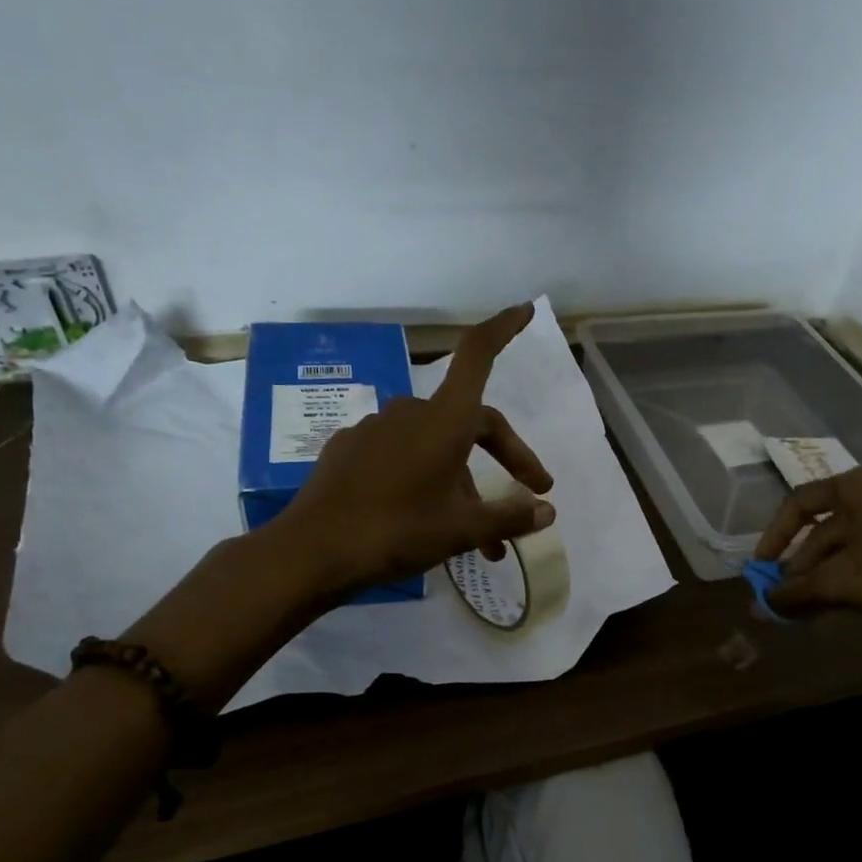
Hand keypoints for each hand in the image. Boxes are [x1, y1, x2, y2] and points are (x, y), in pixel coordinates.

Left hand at [277, 303, 555, 593]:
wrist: (314, 551)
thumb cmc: (398, 531)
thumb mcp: (462, 530)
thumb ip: (509, 517)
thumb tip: (547, 510)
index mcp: (443, 419)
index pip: (478, 355)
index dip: (504, 329)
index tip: (524, 309)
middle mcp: (411, 413)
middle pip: (471, 420)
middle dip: (505, 456)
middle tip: (529, 494)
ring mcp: (375, 429)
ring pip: (436, 447)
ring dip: (463, 482)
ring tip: (478, 537)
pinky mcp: (349, 450)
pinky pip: (400, 458)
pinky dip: (424, 480)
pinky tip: (425, 518)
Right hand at [757, 468, 861, 650]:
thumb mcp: (843, 584)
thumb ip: (796, 592)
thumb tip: (760, 604)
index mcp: (859, 486)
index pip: (799, 503)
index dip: (774, 537)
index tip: (762, 568)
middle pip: (826, 525)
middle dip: (801, 563)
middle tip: (786, 597)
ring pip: (853, 541)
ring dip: (826, 572)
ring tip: (811, 605)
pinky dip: (856, 572)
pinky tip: (846, 600)